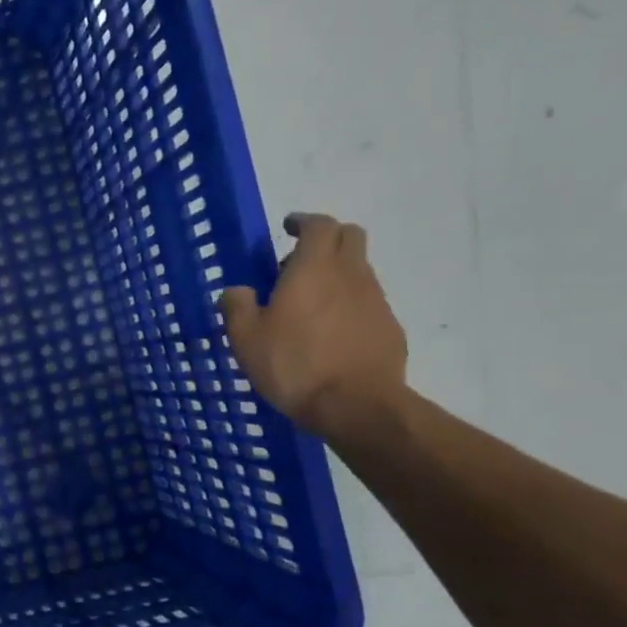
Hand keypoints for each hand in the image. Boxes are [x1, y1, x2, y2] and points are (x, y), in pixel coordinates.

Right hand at [219, 213, 408, 441]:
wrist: (356, 405)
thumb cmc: (294, 364)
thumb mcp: (246, 338)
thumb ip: (237, 306)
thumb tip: (238, 291)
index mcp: (314, 268)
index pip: (319, 224)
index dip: (303, 222)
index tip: (288, 228)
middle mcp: (350, 274)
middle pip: (349, 236)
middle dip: (326, 239)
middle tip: (297, 262)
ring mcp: (375, 300)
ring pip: (358, 270)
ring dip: (336, 274)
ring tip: (309, 305)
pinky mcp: (389, 327)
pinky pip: (367, 302)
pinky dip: (348, 304)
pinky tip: (330, 334)